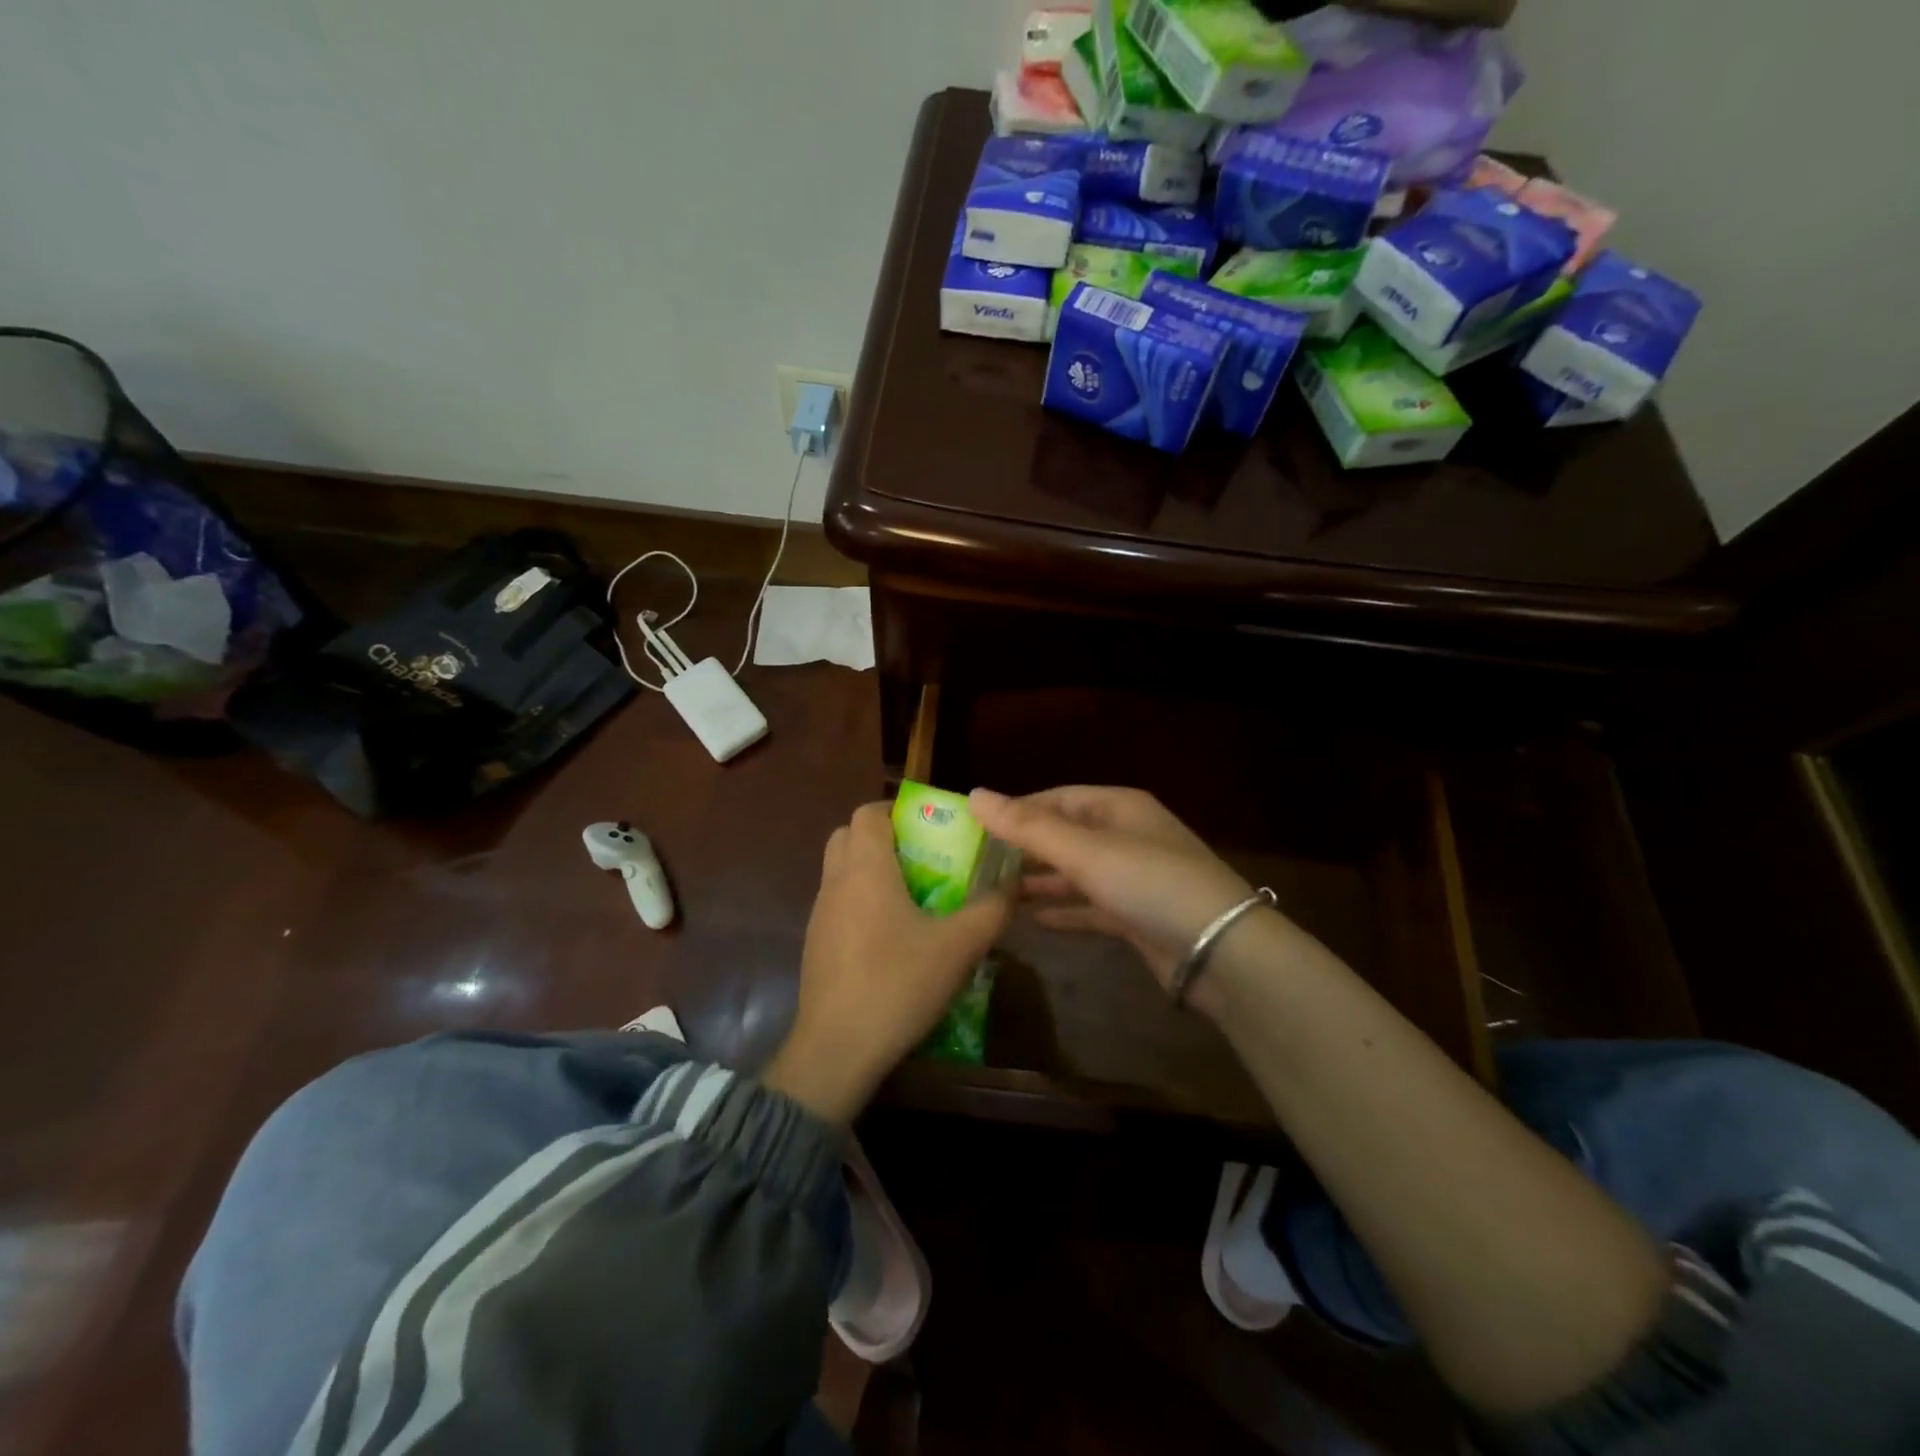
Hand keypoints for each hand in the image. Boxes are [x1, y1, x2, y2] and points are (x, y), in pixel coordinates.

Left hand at [764, 803, 1010, 1123]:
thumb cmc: (897, 984)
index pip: (868, 812)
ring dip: (872, 870)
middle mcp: (836, 882)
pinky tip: (893, 936)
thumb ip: (991, 910)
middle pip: (849, 836)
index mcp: (865, 869)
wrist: (836, 1049)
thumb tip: (1012, 884)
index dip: (898, 810)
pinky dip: (862, 901)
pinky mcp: (816, 944)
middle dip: (884, 837)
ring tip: (915, 896)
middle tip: (923, 857)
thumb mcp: (958, 947)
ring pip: (841, 870)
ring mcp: (821, 914)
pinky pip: (839, 903)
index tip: (931, 827)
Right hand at [968, 786, 1276, 1016]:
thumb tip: (974, 794)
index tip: (975, 828)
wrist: (1221, 952)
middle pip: (1064, 835)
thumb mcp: (1086, 851)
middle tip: (975, 864)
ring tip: (993, 891)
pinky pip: (1090, 907)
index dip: (1016, 810)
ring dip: (1039, 881)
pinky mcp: (1136, 916)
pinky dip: (1063, 910)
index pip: (1056, 799)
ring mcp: (1133, 878)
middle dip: (1024, 849)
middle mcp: (1125, 837)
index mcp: (1118, 808)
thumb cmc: (1150, 883)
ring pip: (1075, 873)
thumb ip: (1028, 826)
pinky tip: (1032, 919)